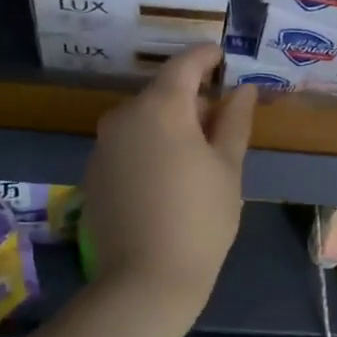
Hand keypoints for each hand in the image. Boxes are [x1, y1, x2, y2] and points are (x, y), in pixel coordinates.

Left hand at [83, 44, 255, 320]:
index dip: (207, 57)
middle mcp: (123, 116)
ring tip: (197, 153)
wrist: (145, 280)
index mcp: (160, 107)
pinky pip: (127, 145)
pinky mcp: (94, 173)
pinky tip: (167, 177)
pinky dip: (149, 146)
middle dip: (191, 98)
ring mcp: (102, 146)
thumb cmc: (200, 220)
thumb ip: (234, 121)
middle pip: (161, 93)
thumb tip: (242, 89)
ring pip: (142, 120)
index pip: (185, 64)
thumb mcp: (227, 168)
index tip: (225, 58)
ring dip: (169, 124)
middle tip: (221, 119)